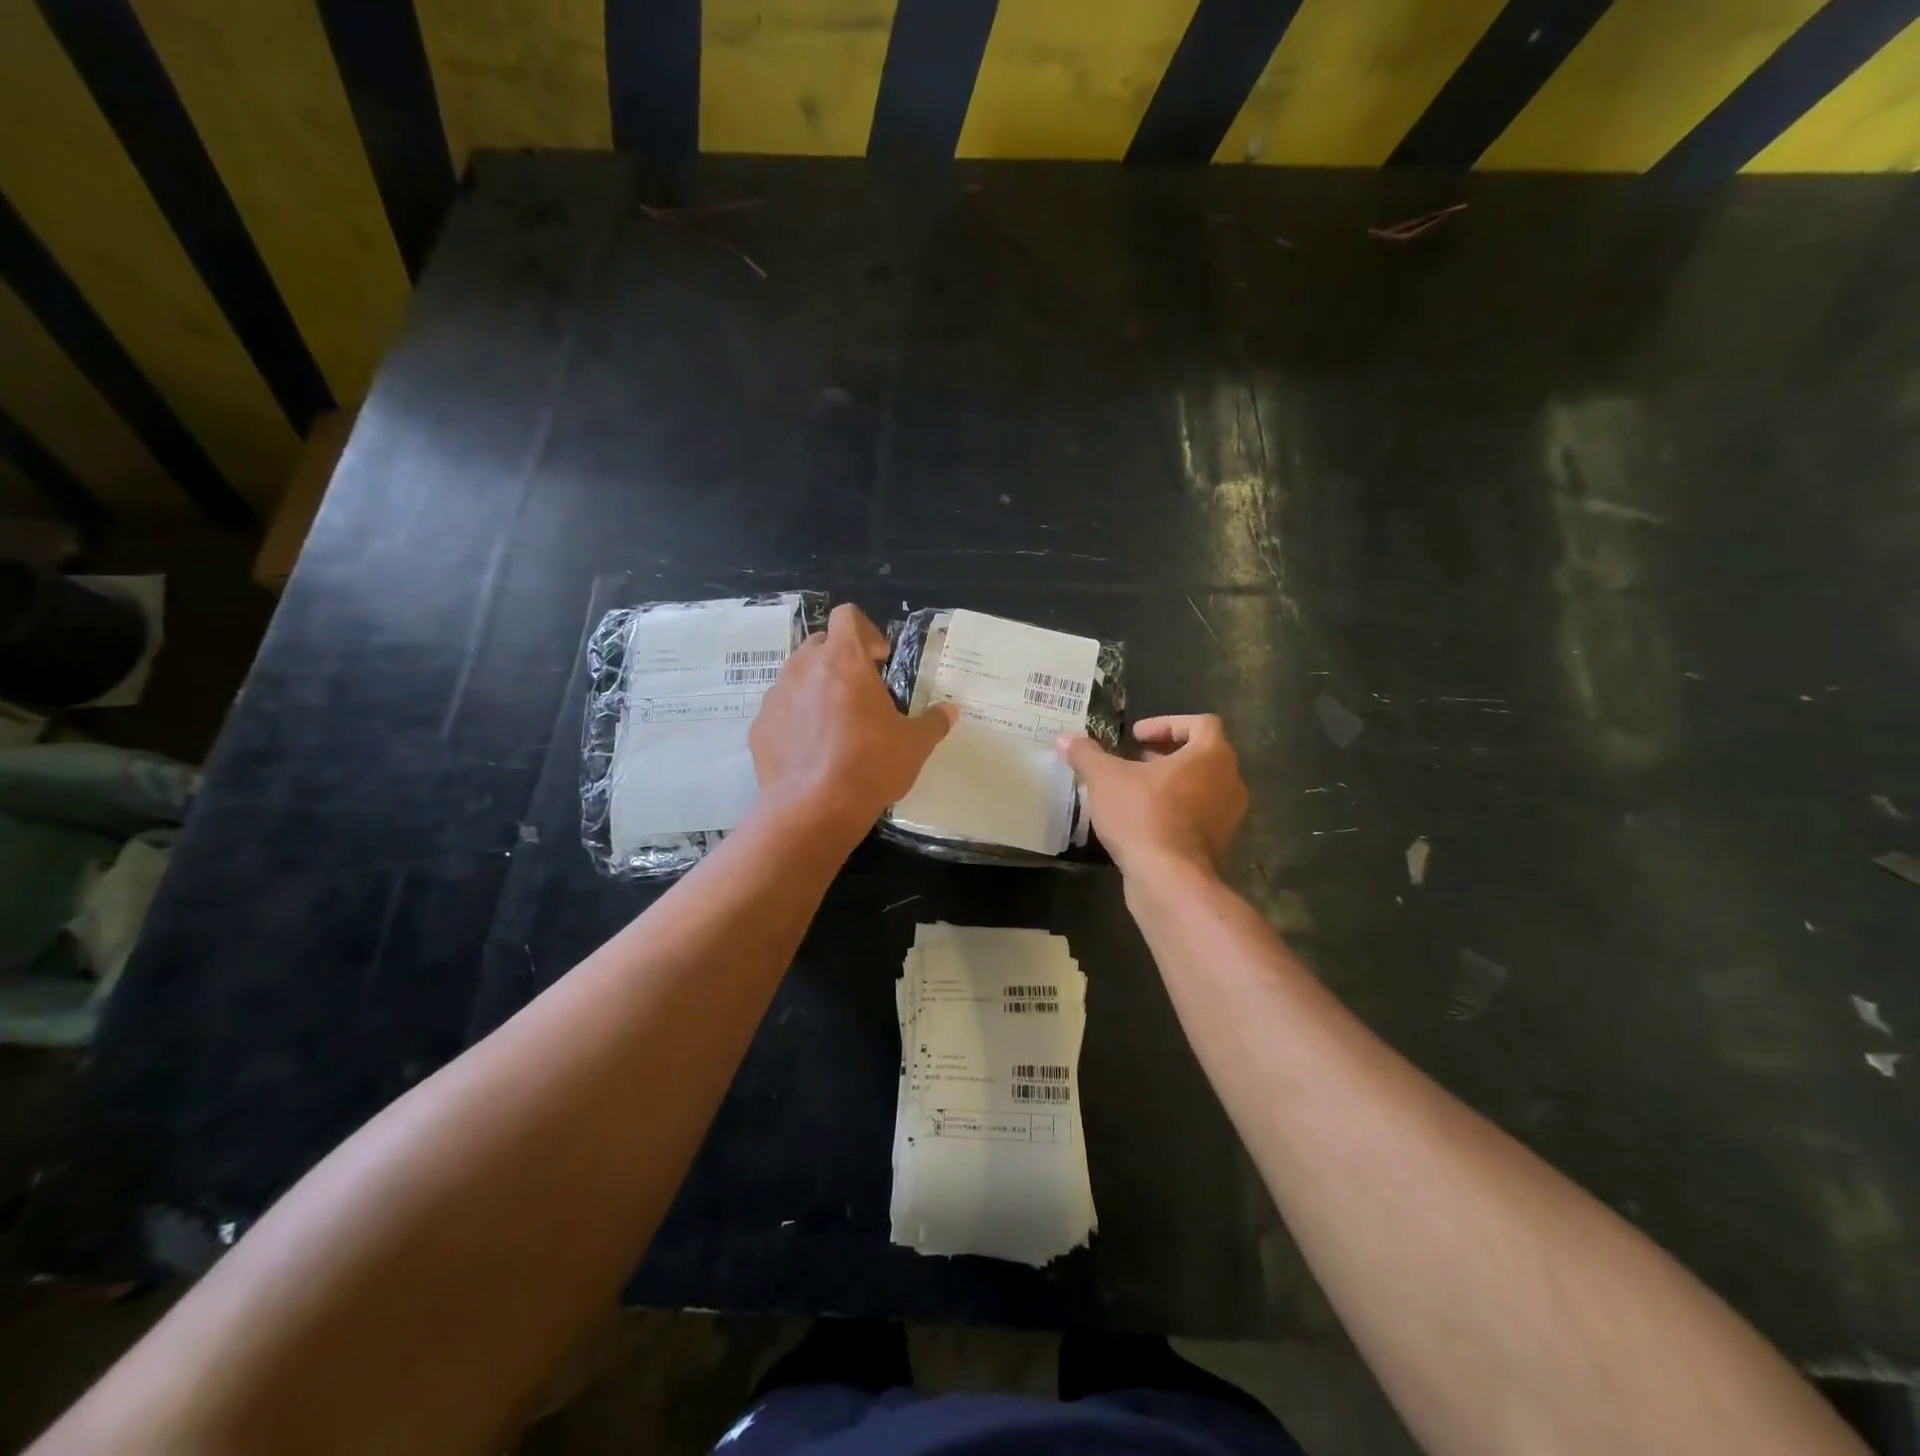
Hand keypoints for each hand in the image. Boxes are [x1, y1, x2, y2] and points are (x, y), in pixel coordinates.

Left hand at [751, 603, 956, 833]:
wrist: (813, 808)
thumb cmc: (870, 765)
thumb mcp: (914, 745)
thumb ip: (933, 722)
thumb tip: (951, 711)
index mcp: (844, 660)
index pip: (847, 616)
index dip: (866, 631)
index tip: (879, 660)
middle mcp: (804, 667)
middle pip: (820, 643)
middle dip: (840, 660)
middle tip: (861, 693)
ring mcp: (777, 695)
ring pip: (797, 676)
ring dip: (817, 689)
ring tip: (836, 724)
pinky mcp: (760, 726)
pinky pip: (781, 710)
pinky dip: (796, 719)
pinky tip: (813, 750)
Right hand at [1056, 715, 1246, 876]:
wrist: (1168, 880)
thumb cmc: (1142, 816)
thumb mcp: (1105, 778)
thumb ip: (1086, 754)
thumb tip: (1064, 738)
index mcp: (1212, 755)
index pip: (1200, 723)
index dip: (1166, 723)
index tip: (1136, 736)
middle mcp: (1229, 780)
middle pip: (1201, 754)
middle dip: (1164, 753)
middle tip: (1131, 760)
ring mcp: (1228, 815)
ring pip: (1199, 785)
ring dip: (1169, 782)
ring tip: (1133, 790)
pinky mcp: (1218, 843)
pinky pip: (1197, 814)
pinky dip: (1174, 809)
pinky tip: (1141, 820)